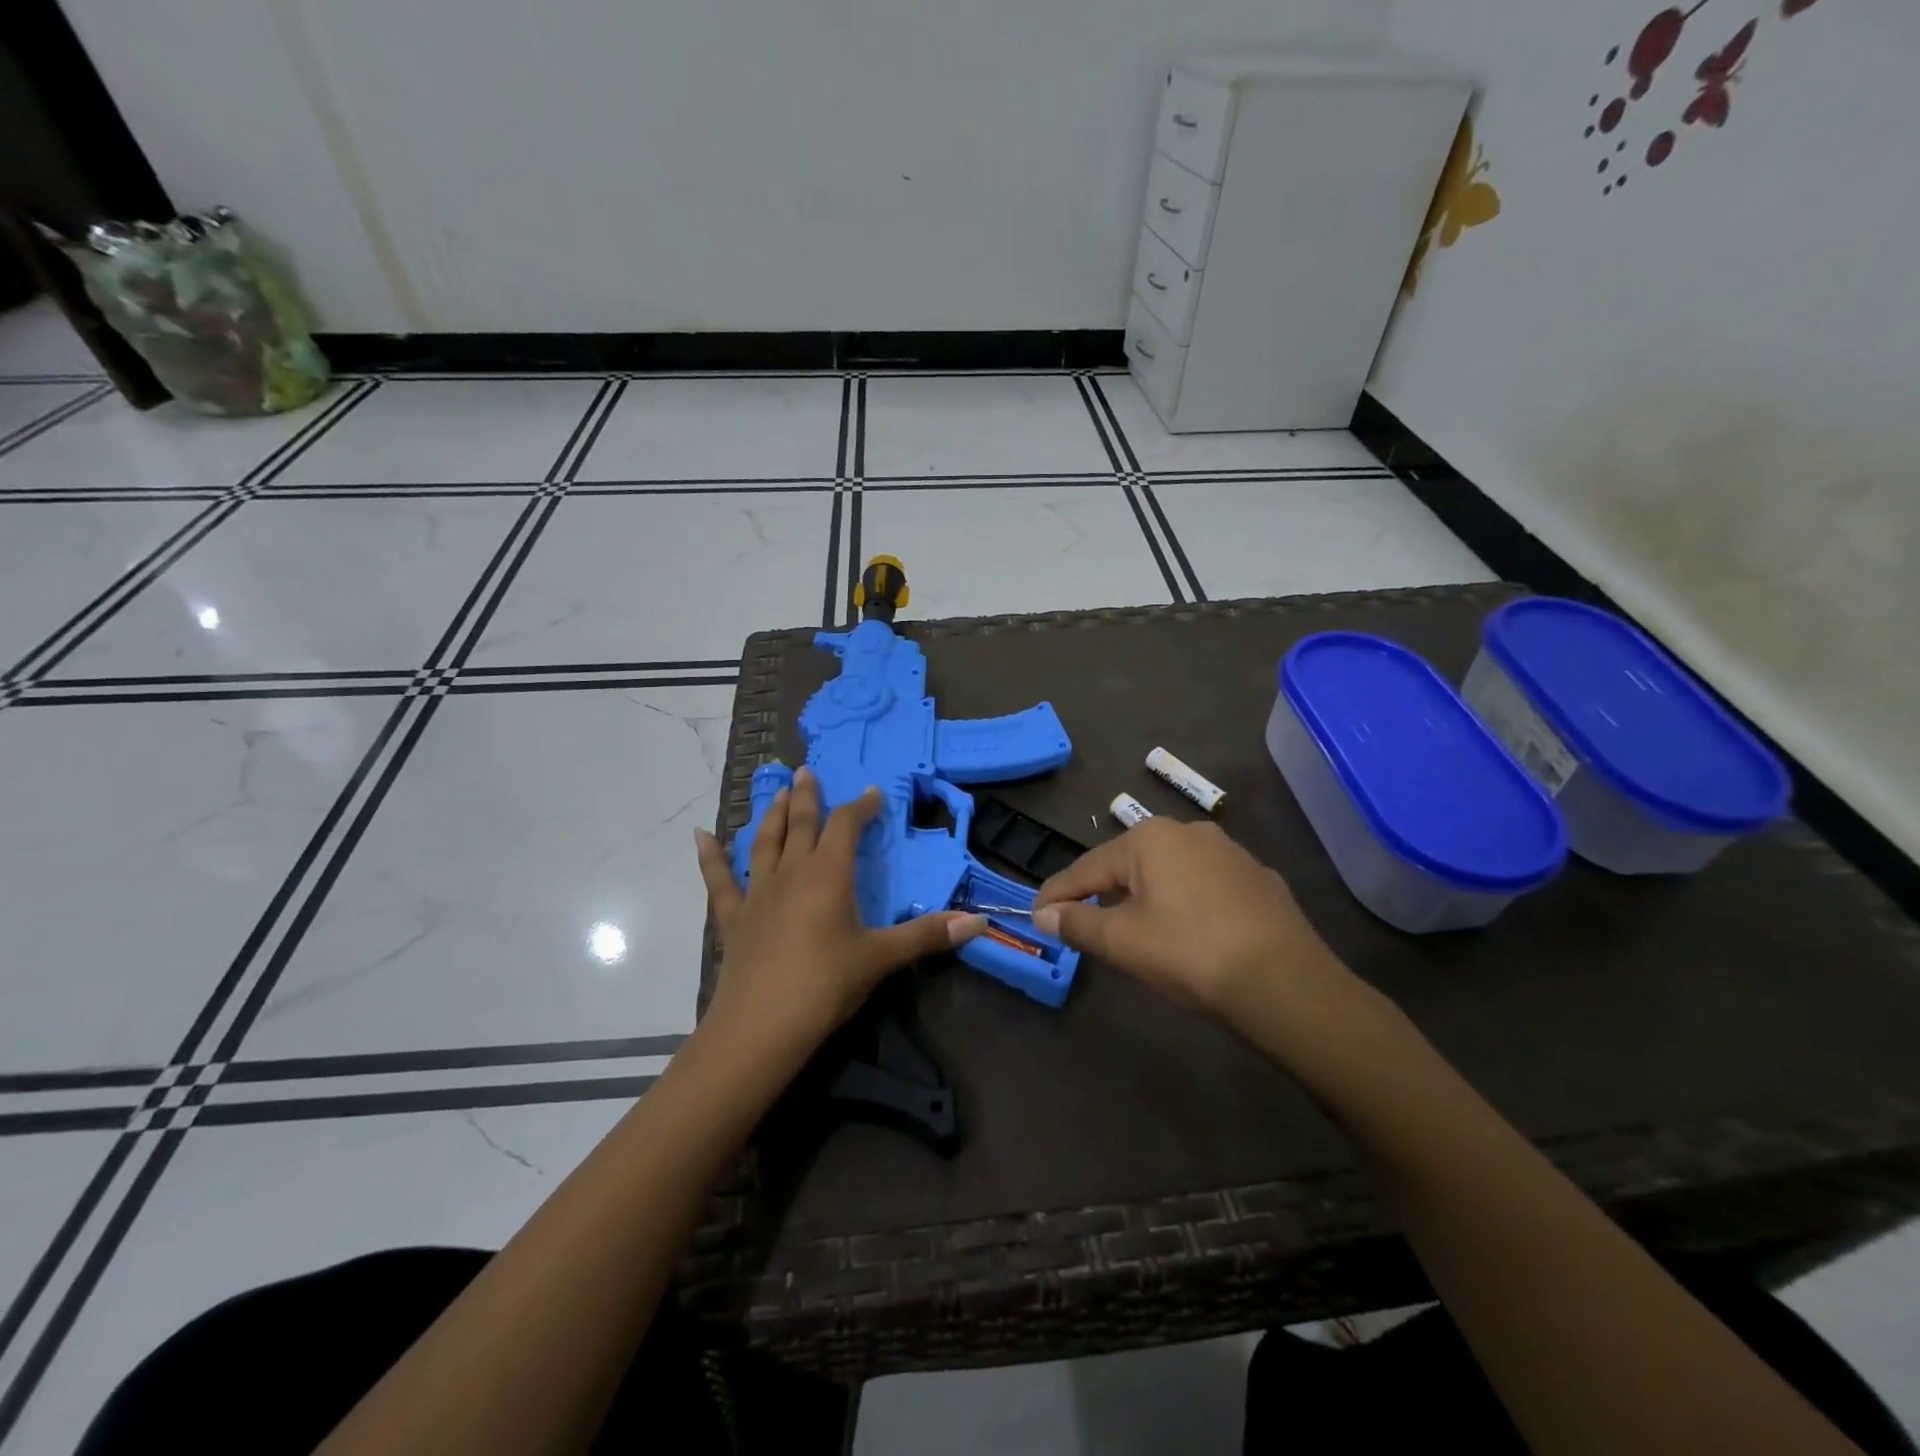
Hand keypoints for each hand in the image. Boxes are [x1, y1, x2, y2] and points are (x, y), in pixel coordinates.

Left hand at [694, 767, 985, 1054]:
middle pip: (800, 824)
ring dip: (770, 816)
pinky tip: (700, 836)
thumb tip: (980, 922)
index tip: (872, 792)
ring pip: (764, 843)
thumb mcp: (881, 958)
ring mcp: (757, 893)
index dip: (860, 806)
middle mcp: (791, 873)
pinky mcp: (732, 918)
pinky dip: (710, 857)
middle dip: (806, 797)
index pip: (846, 826)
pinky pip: (718, 881)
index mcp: (829, 875)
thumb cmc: (826, 985)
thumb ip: (928, 936)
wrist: (761, 1026)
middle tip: (806, 771)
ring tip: (774, 792)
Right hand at [1031, 817, 1349, 1028]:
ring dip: (1143, 896)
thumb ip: (1077, 923)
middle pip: (1127, 864)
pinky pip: (1204, 886)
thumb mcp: (1122, 942)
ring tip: (1132, 929)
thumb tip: (1045, 914)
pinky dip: (1184, 903)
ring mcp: (1229, 853)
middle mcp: (1188, 832)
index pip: (1086, 867)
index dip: (1057, 894)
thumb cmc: (1190, 954)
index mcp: (1149, 838)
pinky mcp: (1258, 879)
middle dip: (1101, 892)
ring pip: (1169, 873)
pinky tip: (1188, 930)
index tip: (1036, 916)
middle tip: (1081, 924)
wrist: (1286, 983)